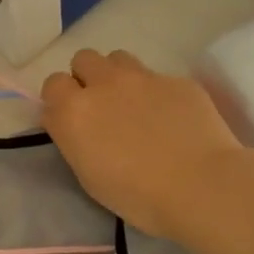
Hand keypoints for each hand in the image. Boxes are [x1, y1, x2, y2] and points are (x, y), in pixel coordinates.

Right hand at [41, 49, 245, 241]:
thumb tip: (74, 124)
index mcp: (73, 111)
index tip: (71, 119)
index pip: (52, 84)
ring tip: (133, 104)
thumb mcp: (88, 174)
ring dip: (118, 76)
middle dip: (87, 78)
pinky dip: (156, 93)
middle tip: (101, 107)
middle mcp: (103, 84)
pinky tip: (171, 118)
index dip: (60, 100)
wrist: (201, 186)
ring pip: (118, 58)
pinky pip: (157, 77)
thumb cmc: (137, 195)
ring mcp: (142, 77)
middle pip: (83, 59)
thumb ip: (74, 139)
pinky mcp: (177, 80)